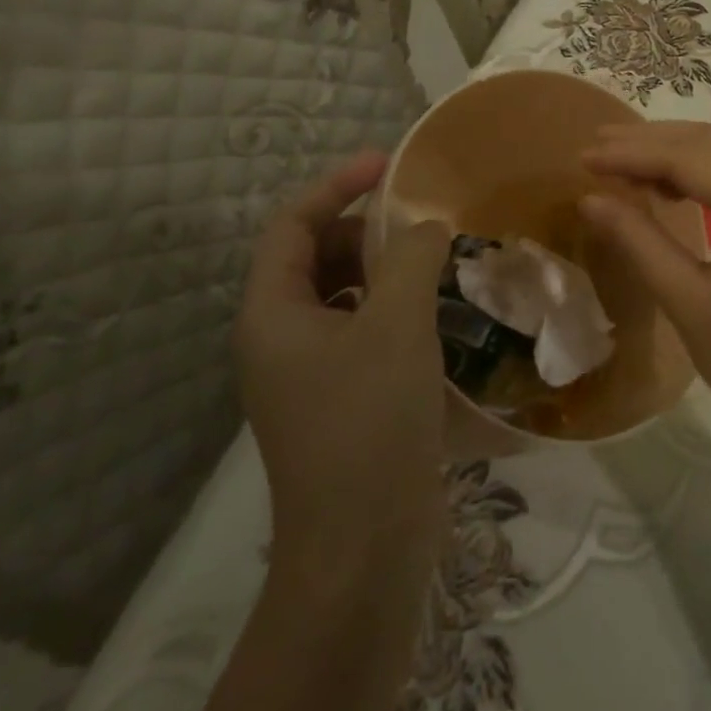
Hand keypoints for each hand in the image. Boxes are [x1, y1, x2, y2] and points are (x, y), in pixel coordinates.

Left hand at [236, 151, 452, 573]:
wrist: (364, 546)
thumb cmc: (369, 422)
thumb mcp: (397, 325)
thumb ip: (412, 257)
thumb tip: (427, 226)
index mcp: (272, 314)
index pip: (291, 225)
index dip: (336, 184)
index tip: (388, 164)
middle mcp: (280, 338)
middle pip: (315, 256)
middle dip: (365, 228)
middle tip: (422, 220)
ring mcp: (310, 373)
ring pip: (344, 295)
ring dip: (385, 269)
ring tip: (436, 260)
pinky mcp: (342, 399)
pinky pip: (364, 330)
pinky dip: (395, 308)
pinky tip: (438, 312)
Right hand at [578, 123, 710, 468]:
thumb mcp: (692, 305)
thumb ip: (640, 242)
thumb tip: (591, 198)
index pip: (692, 156)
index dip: (633, 152)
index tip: (584, 155)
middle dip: (654, 141)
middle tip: (598, 145)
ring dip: (681, 152)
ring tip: (626, 163)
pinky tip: (677, 188)